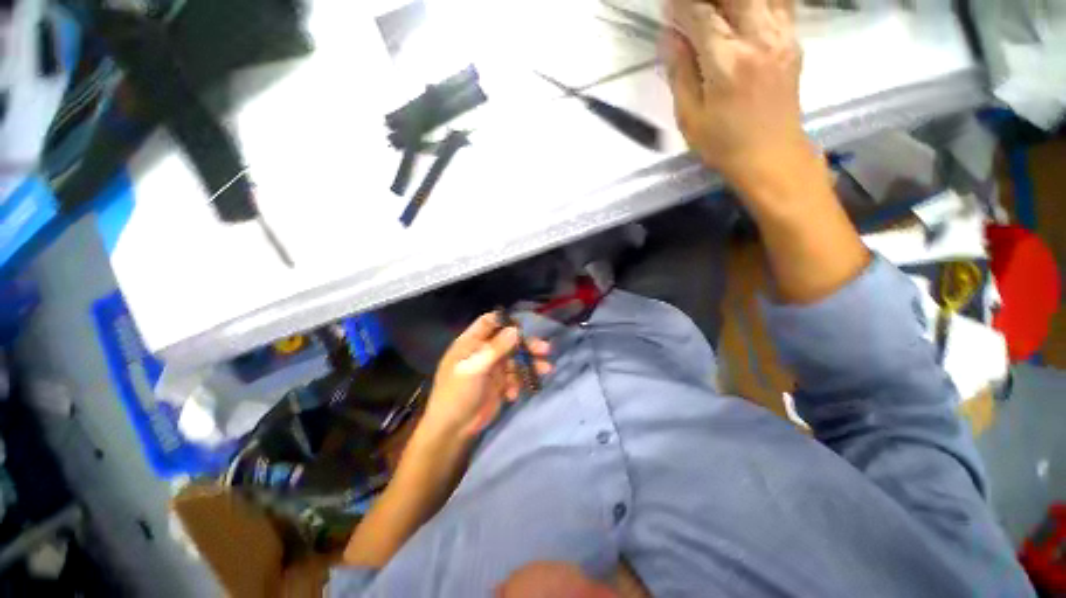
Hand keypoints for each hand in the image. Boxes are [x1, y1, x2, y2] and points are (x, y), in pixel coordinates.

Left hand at [418, 313, 551, 441]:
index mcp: (471, 343)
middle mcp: (484, 351)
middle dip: (527, 344)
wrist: (453, 429)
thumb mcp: (474, 368)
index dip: (505, 321)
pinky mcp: (500, 383)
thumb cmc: (457, 393)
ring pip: (516, 359)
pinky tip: (514, 395)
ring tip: (547, 369)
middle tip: (545, 349)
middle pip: (509, 341)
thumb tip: (515, 329)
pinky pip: (515, 377)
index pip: (489, 322)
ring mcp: (493, 368)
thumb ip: (496, 348)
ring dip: (530, 364)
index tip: (523, 325)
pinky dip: (519, 383)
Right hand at [664, 0, 813, 194]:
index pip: (700, 14)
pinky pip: (779, 2)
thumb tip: (670, 37)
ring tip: (715, 10)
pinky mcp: (793, 40)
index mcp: (727, 62)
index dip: (680, 6)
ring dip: (732, 1)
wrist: (771, 155)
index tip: (667, 6)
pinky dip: (759, 1)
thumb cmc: (723, 144)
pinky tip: (743, 11)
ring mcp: (781, 36)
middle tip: (692, 7)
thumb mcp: (690, 118)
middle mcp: (758, 39)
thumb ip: (680, 73)